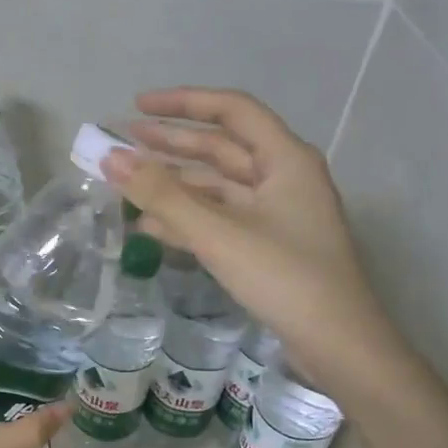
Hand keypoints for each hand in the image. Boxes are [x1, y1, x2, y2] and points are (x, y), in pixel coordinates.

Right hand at [104, 88, 402, 395]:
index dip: (183, 103)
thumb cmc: (284, 277)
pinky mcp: (268, 245)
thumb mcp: (218, 233)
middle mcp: (283, 177)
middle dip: (171, 144)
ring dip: (174, 186)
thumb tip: (109, 159)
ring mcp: (277, 214)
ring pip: (217, 187)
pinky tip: (149, 229)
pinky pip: (220, 219)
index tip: (136, 107)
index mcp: (284, 159)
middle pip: (221, 148)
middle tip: (123, 143)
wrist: (338, 344)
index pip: (231, 111)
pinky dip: (187, 220)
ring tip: (126, 186)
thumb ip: (162, 195)